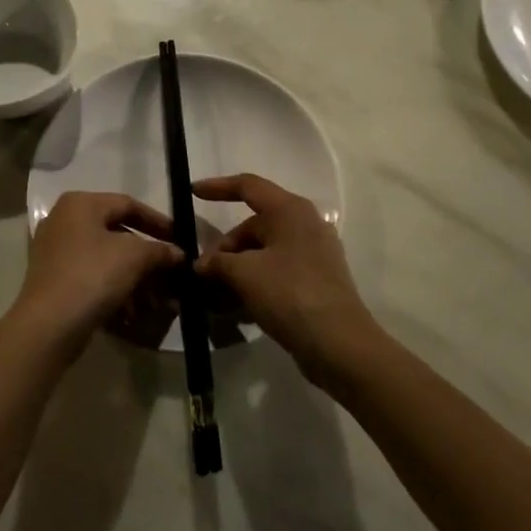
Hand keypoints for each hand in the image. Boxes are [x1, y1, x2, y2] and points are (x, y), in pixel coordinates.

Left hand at [15, 192, 183, 353]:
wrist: (48, 324)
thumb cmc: (93, 275)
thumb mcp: (135, 257)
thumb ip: (160, 250)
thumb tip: (178, 253)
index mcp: (80, 204)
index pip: (128, 204)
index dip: (158, 222)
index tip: (180, 240)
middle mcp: (64, 220)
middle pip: (118, 234)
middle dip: (148, 259)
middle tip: (171, 276)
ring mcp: (55, 251)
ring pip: (106, 260)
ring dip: (135, 280)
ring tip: (156, 304)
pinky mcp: (54, 280)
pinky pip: (92, 278)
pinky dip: (115, 291)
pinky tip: (132, 314)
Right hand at [192, 173, 378, 384]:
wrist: (339, 344)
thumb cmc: (290, 293)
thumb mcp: (244, 274)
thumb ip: (216, 262)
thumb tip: (201, 265)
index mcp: (290, 210)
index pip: (248, 186)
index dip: (218, 187)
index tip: (191, 193)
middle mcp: (304, 225)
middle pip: (253, 227)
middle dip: (224, 249)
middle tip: (203, 274)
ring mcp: (313, 255)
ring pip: (263, 253)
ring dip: (236, 271)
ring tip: (213, 296)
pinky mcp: (315, 282)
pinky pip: (276, 273)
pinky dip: (254, 284)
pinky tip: (235, 308)